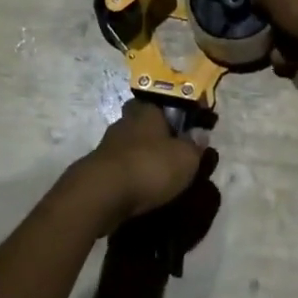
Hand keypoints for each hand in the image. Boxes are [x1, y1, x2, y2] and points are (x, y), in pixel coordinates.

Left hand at [69, 100, 207, 230]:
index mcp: (147, 110)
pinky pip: (121, 168)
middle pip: (143, 124)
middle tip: (172, 154)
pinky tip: (141, 190)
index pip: (160, 103)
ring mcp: (108, 145)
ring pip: (131, 146)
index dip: (172, 115)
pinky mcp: (98, 169)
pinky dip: (130, 176)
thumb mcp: (185, 158)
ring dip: (142, 158)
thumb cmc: (150, 166)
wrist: (102, 194)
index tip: (183, 130)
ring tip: (158, 177)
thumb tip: (200, 134)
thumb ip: (195, 146)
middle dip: (155, 137)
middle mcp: (126, 121)